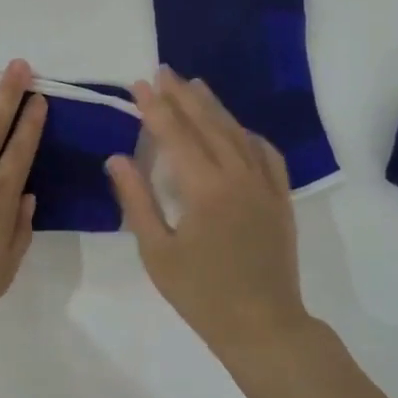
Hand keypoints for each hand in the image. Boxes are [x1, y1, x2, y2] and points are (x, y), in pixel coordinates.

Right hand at [106, 68, 309, 357]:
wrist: (263, 326)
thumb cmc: (202, 294)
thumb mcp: (157, 252)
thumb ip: (136, 200)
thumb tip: (117, 158)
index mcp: (204, 188)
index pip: (175, 135)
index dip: (155, 107)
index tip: (139, 84)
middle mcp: (238, 176)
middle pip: (207, 124)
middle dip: (182, 96)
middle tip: (163, 71)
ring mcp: (264, 185)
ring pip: (237, 133)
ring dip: (214, 107)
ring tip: (195, 85)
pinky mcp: (280, 198)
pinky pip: (267, 154)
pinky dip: (248, 134)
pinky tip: (238, 128)